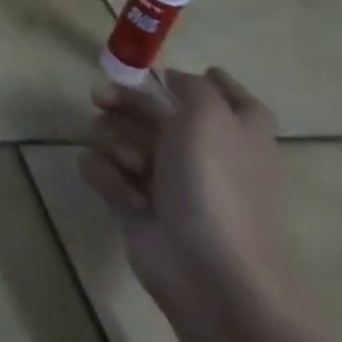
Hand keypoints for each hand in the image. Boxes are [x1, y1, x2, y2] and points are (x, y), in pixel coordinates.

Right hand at [81, 68, 292, 319]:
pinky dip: (107, 175)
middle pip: (153, 110)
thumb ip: (193, 88)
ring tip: (131, 166)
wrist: (210, 270)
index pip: (240, 104)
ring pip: (117, 134)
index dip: (219, 84)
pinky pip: (101, 167)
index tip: (187, 71)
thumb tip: (173, 78)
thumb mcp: (211, 120)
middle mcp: (201, 155)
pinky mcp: (131, 201)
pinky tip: (125, 195)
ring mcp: (164, 180)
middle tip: (101, 98)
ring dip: (114, 142)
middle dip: (125, 101)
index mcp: (235, 137)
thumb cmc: (217, 187)